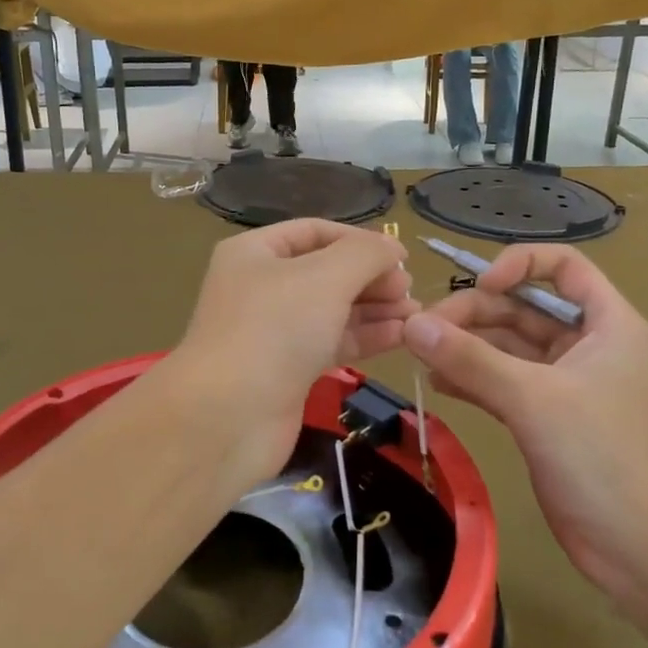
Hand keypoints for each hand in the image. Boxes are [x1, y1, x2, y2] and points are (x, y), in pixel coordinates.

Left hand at [165, 220, 415, 492]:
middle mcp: (260, 287)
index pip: (314, 232)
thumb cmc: (275, 328)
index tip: (401, 256)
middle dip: (370, 278)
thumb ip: (365, 254)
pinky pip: (332, 342)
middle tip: (410, 290)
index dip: (359, 239)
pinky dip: (365, 337)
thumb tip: (392, 247)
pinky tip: (401, 338)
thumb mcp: (325, 276)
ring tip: (417, 316)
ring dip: (374, 309)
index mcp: (255, 253)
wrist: (229, 416)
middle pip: (325, 271)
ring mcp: (273, 331)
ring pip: (332, 310)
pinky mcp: (287, 370)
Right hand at [403, 245, 647, 601]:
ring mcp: (565, 385)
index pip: (563, 267)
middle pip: (523, 308)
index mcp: (607, 324)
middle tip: (422, 332)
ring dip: (466, 347)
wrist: (643, 551)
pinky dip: (471, 379)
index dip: (520, 264)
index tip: (479, 285)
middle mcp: (586, 345)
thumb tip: (411, 324)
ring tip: (420, 355)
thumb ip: (470, 359)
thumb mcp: (534, 399)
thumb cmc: (603, 458)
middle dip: (474, 314)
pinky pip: (502, 384)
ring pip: (507, 348)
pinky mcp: (546, 419)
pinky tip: (438, 383)